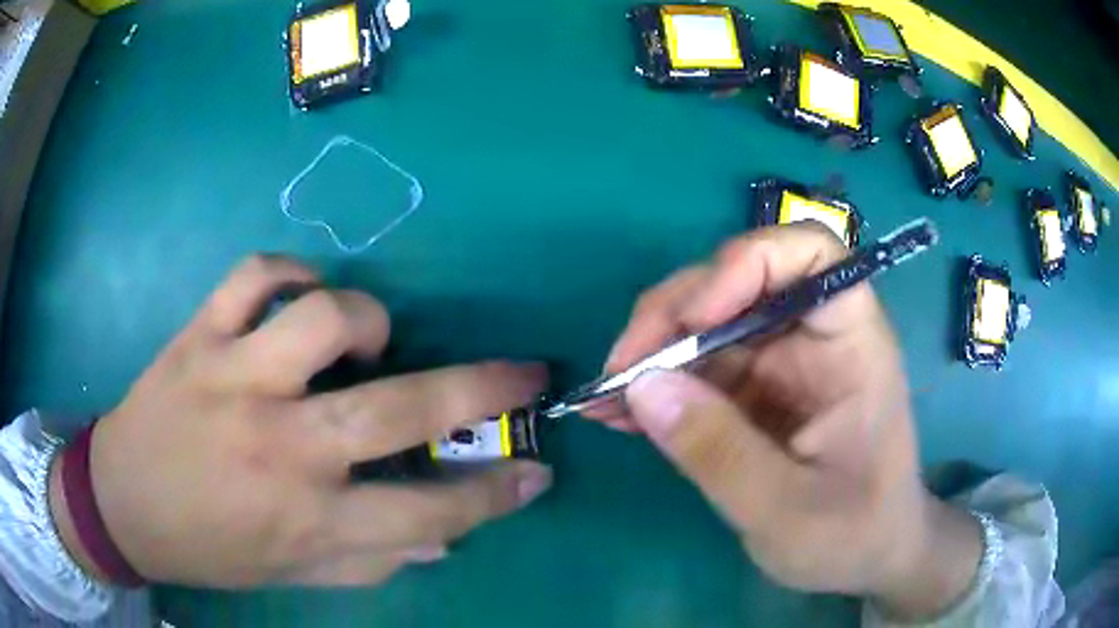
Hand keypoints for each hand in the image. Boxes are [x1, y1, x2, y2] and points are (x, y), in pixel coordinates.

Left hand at [48, 255, 551, 586]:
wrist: (123, 504)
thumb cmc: (211, 550)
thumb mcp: (295, 575)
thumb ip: (373, 560)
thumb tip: (445, 537)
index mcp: (309, 521)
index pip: (432, 511)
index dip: (496, 494)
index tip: (535, 471)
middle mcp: (280, 448)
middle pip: (402, 409)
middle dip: (484, 389)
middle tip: (522, 375)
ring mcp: (234, 379)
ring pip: (326, 318)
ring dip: (369, 321)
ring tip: (370, 340)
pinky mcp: (199, 336)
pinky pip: (255, 276)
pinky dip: (289, 272)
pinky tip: (299, 294)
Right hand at [589, 225, 980, 618]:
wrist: (867, 557)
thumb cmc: (852, 534)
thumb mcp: (785, 511)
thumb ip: (718, 451)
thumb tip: (641, 385)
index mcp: (852, 345)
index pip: (813, 254)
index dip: (750, 262)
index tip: (696, 317)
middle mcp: (815, 337)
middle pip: (740, 281)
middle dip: (674, 315)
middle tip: (620, 371)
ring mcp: (781, 362)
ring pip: (708, 323)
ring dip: (653, 352)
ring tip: (607, 399)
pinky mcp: (754, 390)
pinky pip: (698, 367)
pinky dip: (657, 385)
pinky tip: (620, 413)